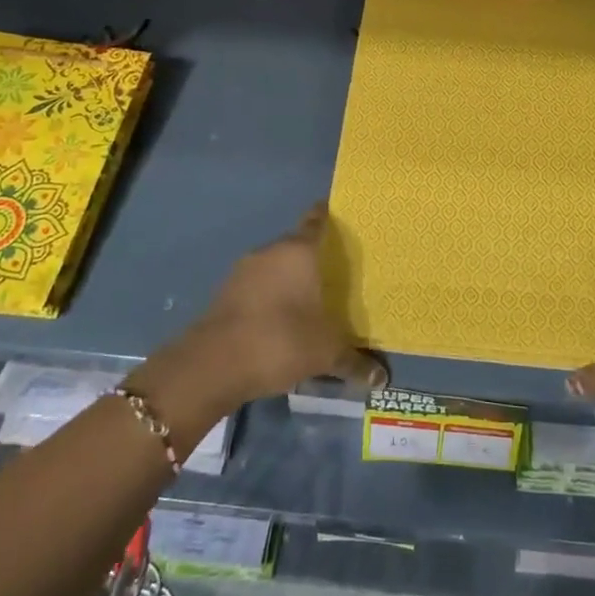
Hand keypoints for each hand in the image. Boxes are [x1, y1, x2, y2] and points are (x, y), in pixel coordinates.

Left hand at [133, 205, 386, 435]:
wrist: (212, 365)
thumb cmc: (280, 340)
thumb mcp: (326, 353)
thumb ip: (355, 361)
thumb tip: (382, 379)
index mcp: (298, 250)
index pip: (318, 220)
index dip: (332, 217)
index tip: (348, 222)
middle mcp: (270, 251)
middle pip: (298, 244)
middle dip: (316, 255)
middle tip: (342, 270)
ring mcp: (244, 271)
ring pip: (276, 266)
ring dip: (292, 278)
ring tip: (315, 297)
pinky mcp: (226, 293)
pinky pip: (259, 286)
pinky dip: (272, 296)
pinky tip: (286, 319)